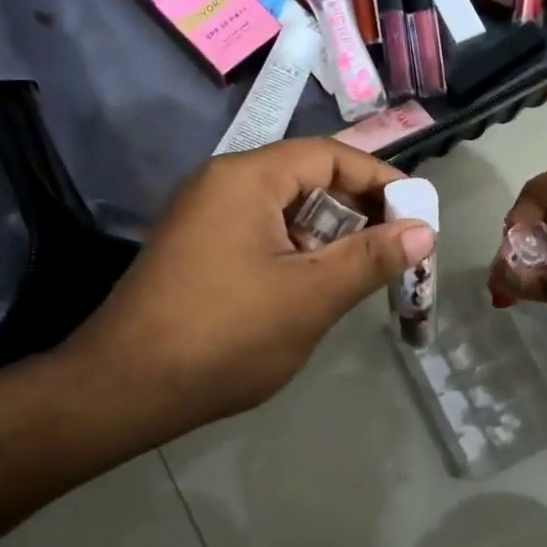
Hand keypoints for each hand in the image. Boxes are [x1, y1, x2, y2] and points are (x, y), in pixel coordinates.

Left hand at [71, 139, 435, 437]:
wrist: (122, 391)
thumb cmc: (224, 336)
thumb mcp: (310, 296)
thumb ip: (370, 258)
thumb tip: (424, 230)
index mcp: (246, 177)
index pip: (329, 155)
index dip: (379, 179)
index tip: (417, 213)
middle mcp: (222, 183)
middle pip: (306, 178)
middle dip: (357, 210)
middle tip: (396, 248)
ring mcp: (204, 216)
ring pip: (284, 209)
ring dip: (328, 235)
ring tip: (359, 272)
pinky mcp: (197, 248)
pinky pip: (260, 233)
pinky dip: (295, 251)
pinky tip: (312, 288)